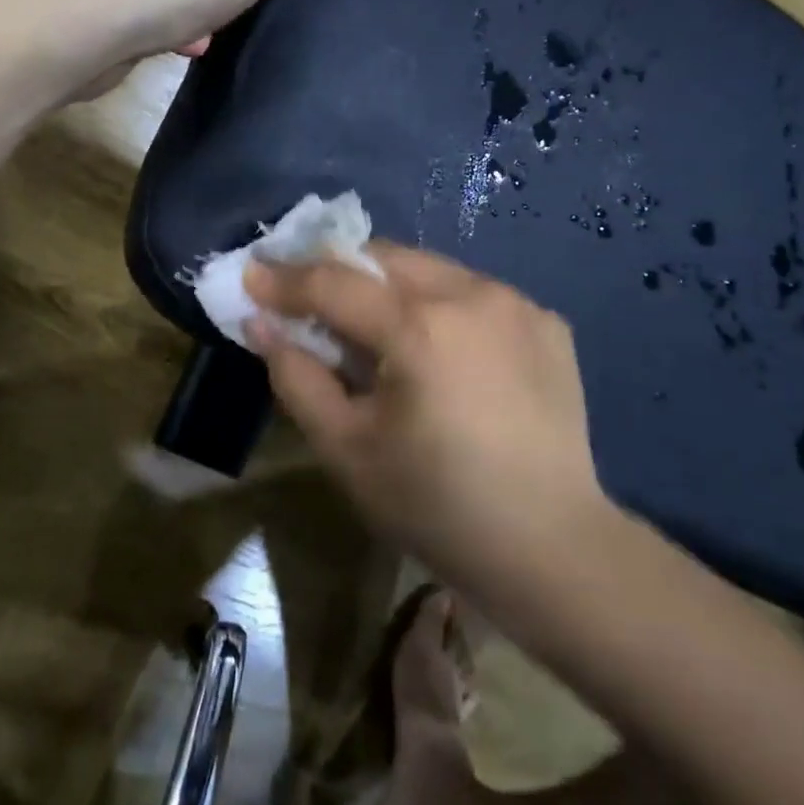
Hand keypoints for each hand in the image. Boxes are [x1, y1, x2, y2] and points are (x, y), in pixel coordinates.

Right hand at [244, 245, 615, 613]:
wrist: (552, 547)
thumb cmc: (436, 506)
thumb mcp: (346, 450)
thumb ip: (296, 377)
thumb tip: (262, 324)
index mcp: (420, 327)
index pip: (334, 281)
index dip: (285, 279)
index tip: (251, 276)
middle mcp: (472, 295)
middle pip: (384, 257)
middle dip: (339, 271)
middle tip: (311, 302)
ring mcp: (517, 304)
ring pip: (431, 269)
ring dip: (391, 287)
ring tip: (377, 332)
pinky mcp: (547, 322)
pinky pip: (474, 294)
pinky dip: (442, 307)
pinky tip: (443, 353)